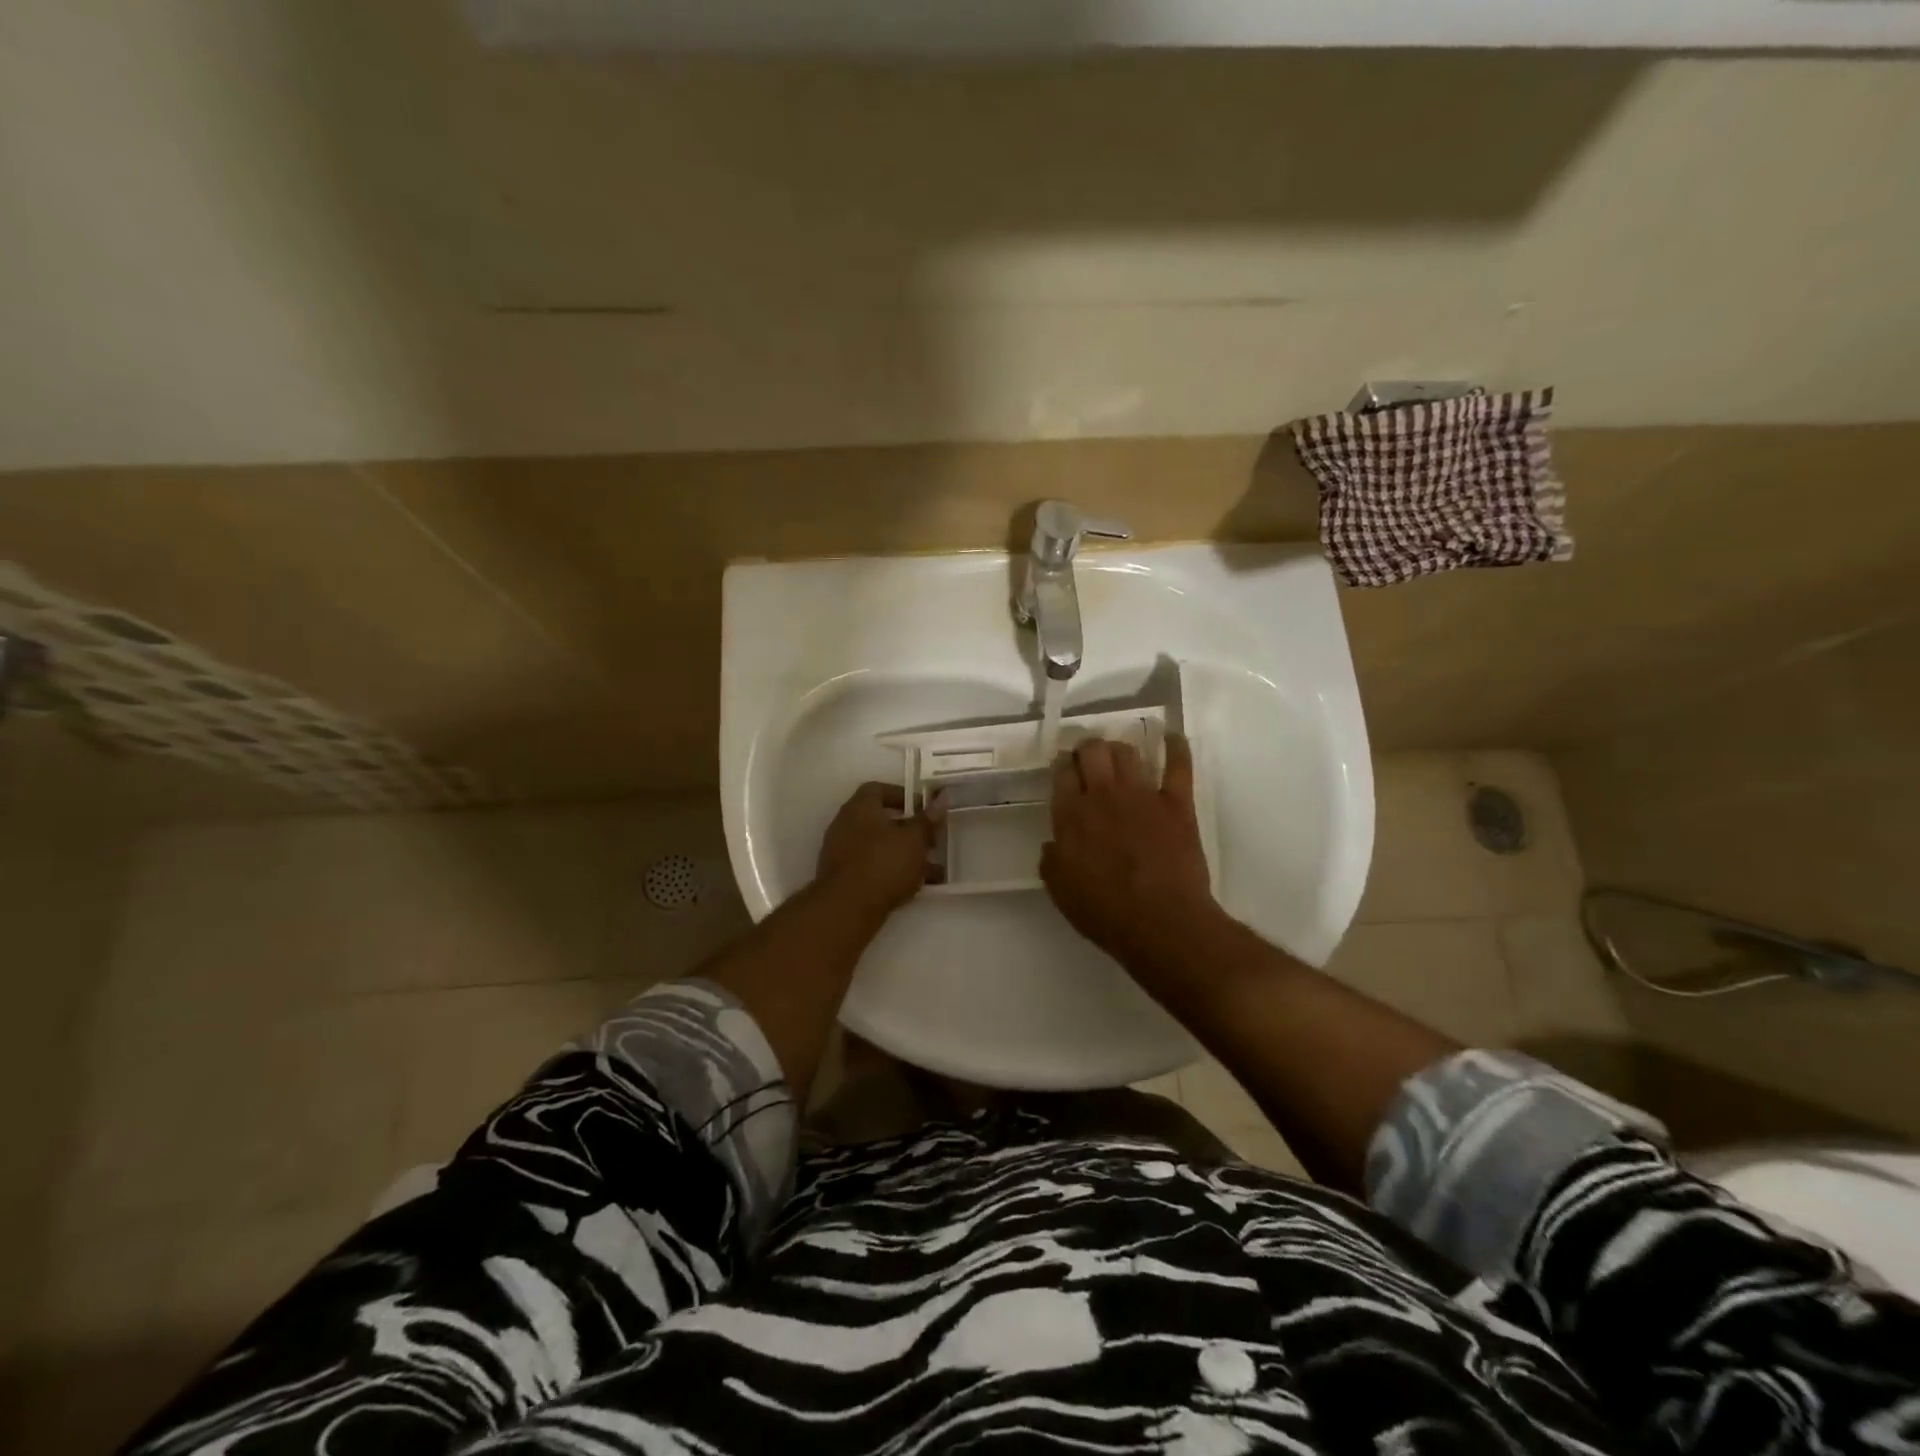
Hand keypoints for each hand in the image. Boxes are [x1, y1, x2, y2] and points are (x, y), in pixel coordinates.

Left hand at [817, 782, 943, 915]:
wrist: (847, 908)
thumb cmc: (883, 863)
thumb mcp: (915, 839)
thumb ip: (928, 819)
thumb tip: (942, 796)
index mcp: (860, 807)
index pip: (879, 789)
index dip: (903, 796)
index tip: (923, 808)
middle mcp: (845, 825)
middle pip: (880, 820)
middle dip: (908, 830)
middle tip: (931, 840)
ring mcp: (841, 853)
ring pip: (879, 847)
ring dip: (903, 854)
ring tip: (932, 868)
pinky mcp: (842, 878)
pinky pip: (872, 867)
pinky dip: (892, 872)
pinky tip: (915, 886)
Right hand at [1041, 734, 1222, 979]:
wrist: (1161, 923)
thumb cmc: (1105, 913)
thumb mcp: (1061, 891)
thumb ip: (1052, 861)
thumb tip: (1053, 845)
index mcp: (1071, 815)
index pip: (1062, 773)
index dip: (1062, 768)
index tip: (1064, 772)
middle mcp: (1103, 795)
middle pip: (1092, 750)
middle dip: (1087, 749)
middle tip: (1088, 762)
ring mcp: (1142, 795)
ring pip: (1127, 751)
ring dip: (1119, 750)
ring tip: (1119, 759)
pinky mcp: (1176, 802)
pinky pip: (1178, 764)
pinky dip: (1175, 746)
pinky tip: (1171, 738)